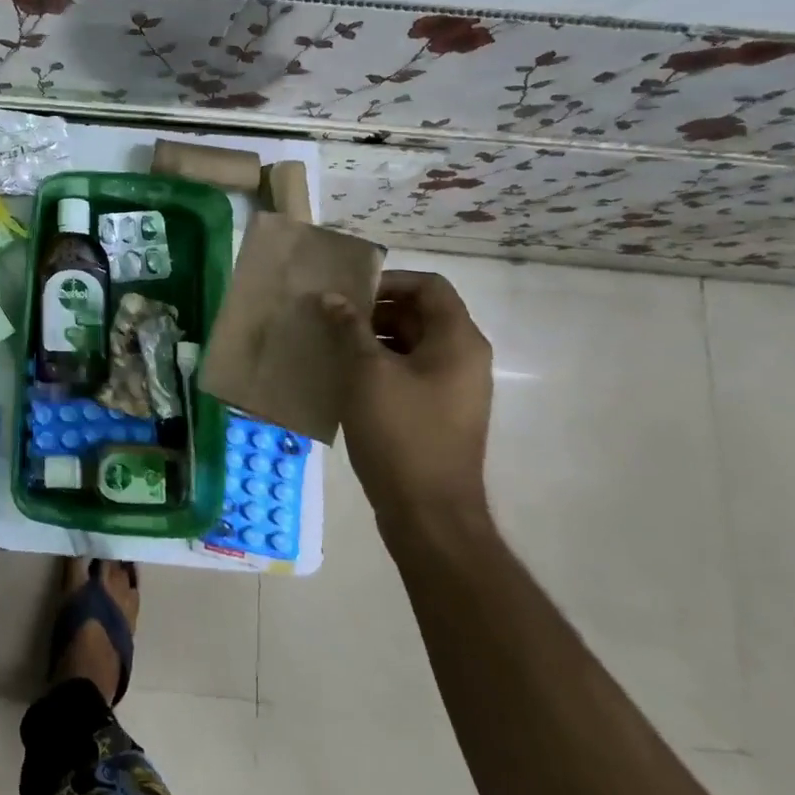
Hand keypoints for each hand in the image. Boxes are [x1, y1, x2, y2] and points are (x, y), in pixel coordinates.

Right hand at [321, 271, 493, 531]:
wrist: (429, 513)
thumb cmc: (400, 432)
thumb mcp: (367, 372)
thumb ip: (349, 328)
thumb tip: (332, 298)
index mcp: (457, 341)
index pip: (429, 286)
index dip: (388, 281)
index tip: (349, 295)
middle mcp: (463, 359)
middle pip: (419, 313)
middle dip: (373, 311)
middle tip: (330, 319)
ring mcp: (453, 388)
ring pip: (411, 344)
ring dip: (371, 339)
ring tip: (330, 347)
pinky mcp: (438, 412)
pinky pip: (408, 373)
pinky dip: (378, 366)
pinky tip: (343, 379)